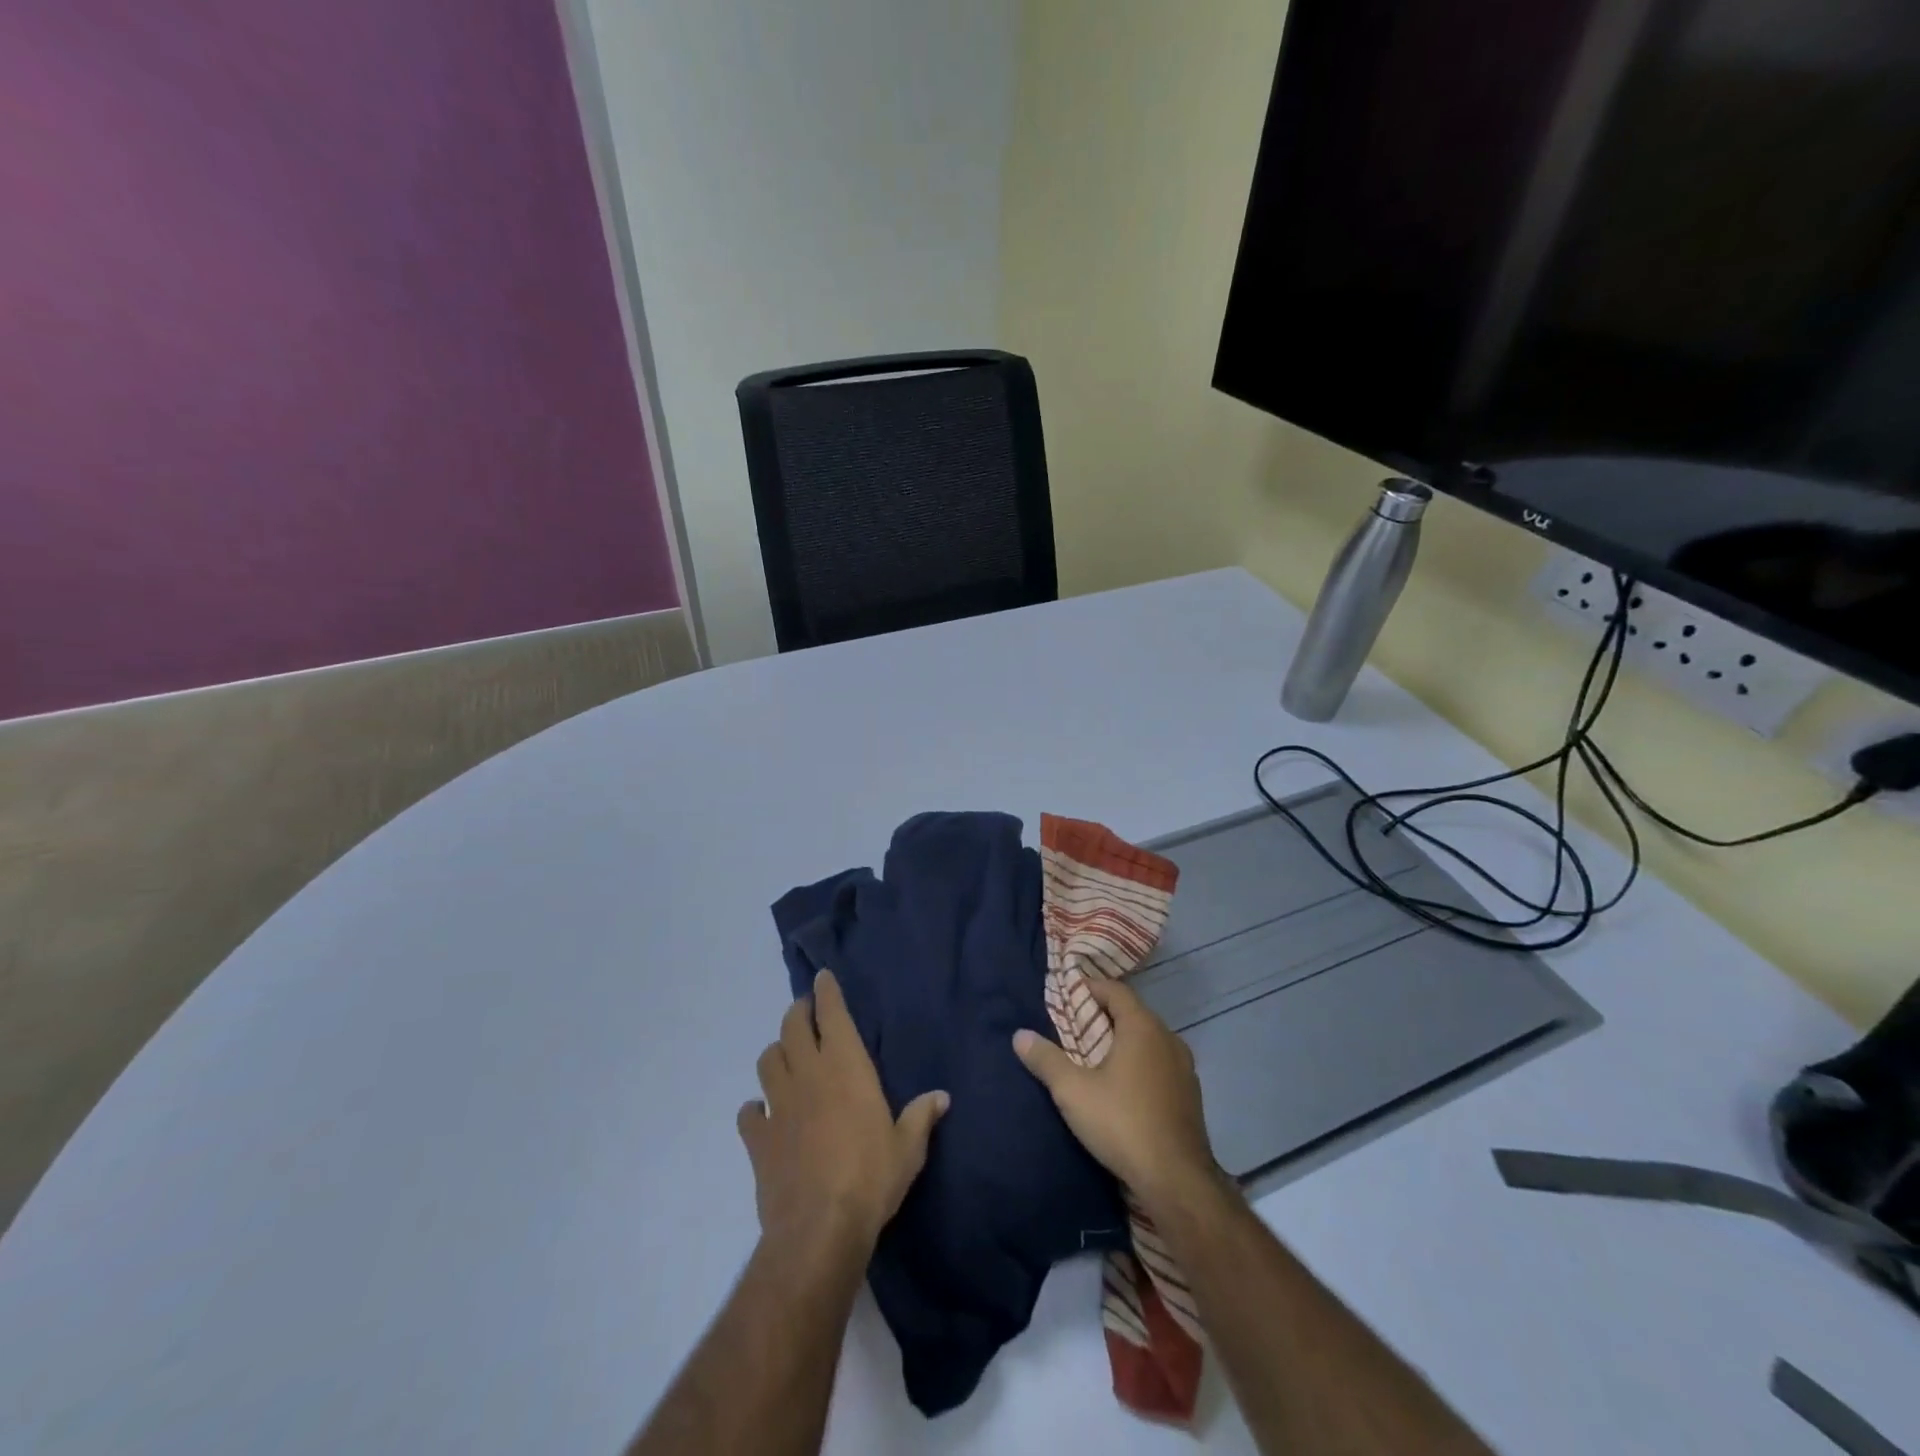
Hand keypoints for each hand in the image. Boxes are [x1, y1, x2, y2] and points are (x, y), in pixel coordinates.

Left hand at [738, 970, 948, 1259]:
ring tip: (785, 1056)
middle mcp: (808, 1075)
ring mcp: (778, 1105)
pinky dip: (755, 1108)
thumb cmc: (871, 1178)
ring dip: (776, 1052)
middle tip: (804, 1011)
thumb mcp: (907, 1148)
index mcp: (845, 1067)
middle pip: (792, 1027)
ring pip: (767, 1060)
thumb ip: (921, 1116)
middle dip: (797, 1012)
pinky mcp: (758, 1139)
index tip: (822, 977)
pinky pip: (749, 1113)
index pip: (831, 1014)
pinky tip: (762, 1113)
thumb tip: (941, 1097)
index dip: (826, 992)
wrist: (819, 1229)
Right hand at [1012, 974, 1218, 1212]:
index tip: (1067, 995)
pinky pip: (1160, 1065)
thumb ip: (1046, 1059)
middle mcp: (1168, 1039)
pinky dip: (1140, 1064)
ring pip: (1149, 1041)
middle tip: (1074, 1027)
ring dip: (1123, 1042)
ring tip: (1095, 1057)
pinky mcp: (1190, 1096)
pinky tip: (1123, 1087)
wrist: (1177, 1181)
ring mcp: (1184, 1068)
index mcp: (1143, 1027)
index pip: (1115, 990)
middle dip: (1104, 1016)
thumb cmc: (1122, 1123)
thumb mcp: (1073, 1091)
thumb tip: (1020, 1035)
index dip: (1090, 988)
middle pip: (1133, 1014)